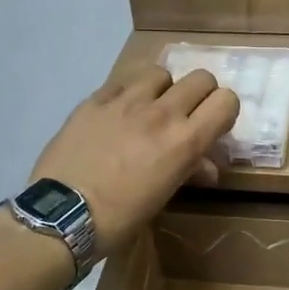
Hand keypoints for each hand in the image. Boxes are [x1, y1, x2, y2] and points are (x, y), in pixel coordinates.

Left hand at [28, 68, 239, 252]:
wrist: (63, 215)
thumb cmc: (121, 217)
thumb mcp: (163, 196)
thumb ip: (189, 171)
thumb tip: (206, 167)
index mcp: (184, 141)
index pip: (226, 100)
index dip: (224, 111)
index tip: (213, 125)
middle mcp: (161, 113)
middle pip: (200, 78)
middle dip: (200, 95)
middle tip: (187, 115)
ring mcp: (126, 101)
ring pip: (161, 72)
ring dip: (163, 88)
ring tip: (150, 108)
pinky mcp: (95, 99)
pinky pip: (124, 80)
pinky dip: (130, 91)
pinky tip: (119, 111)